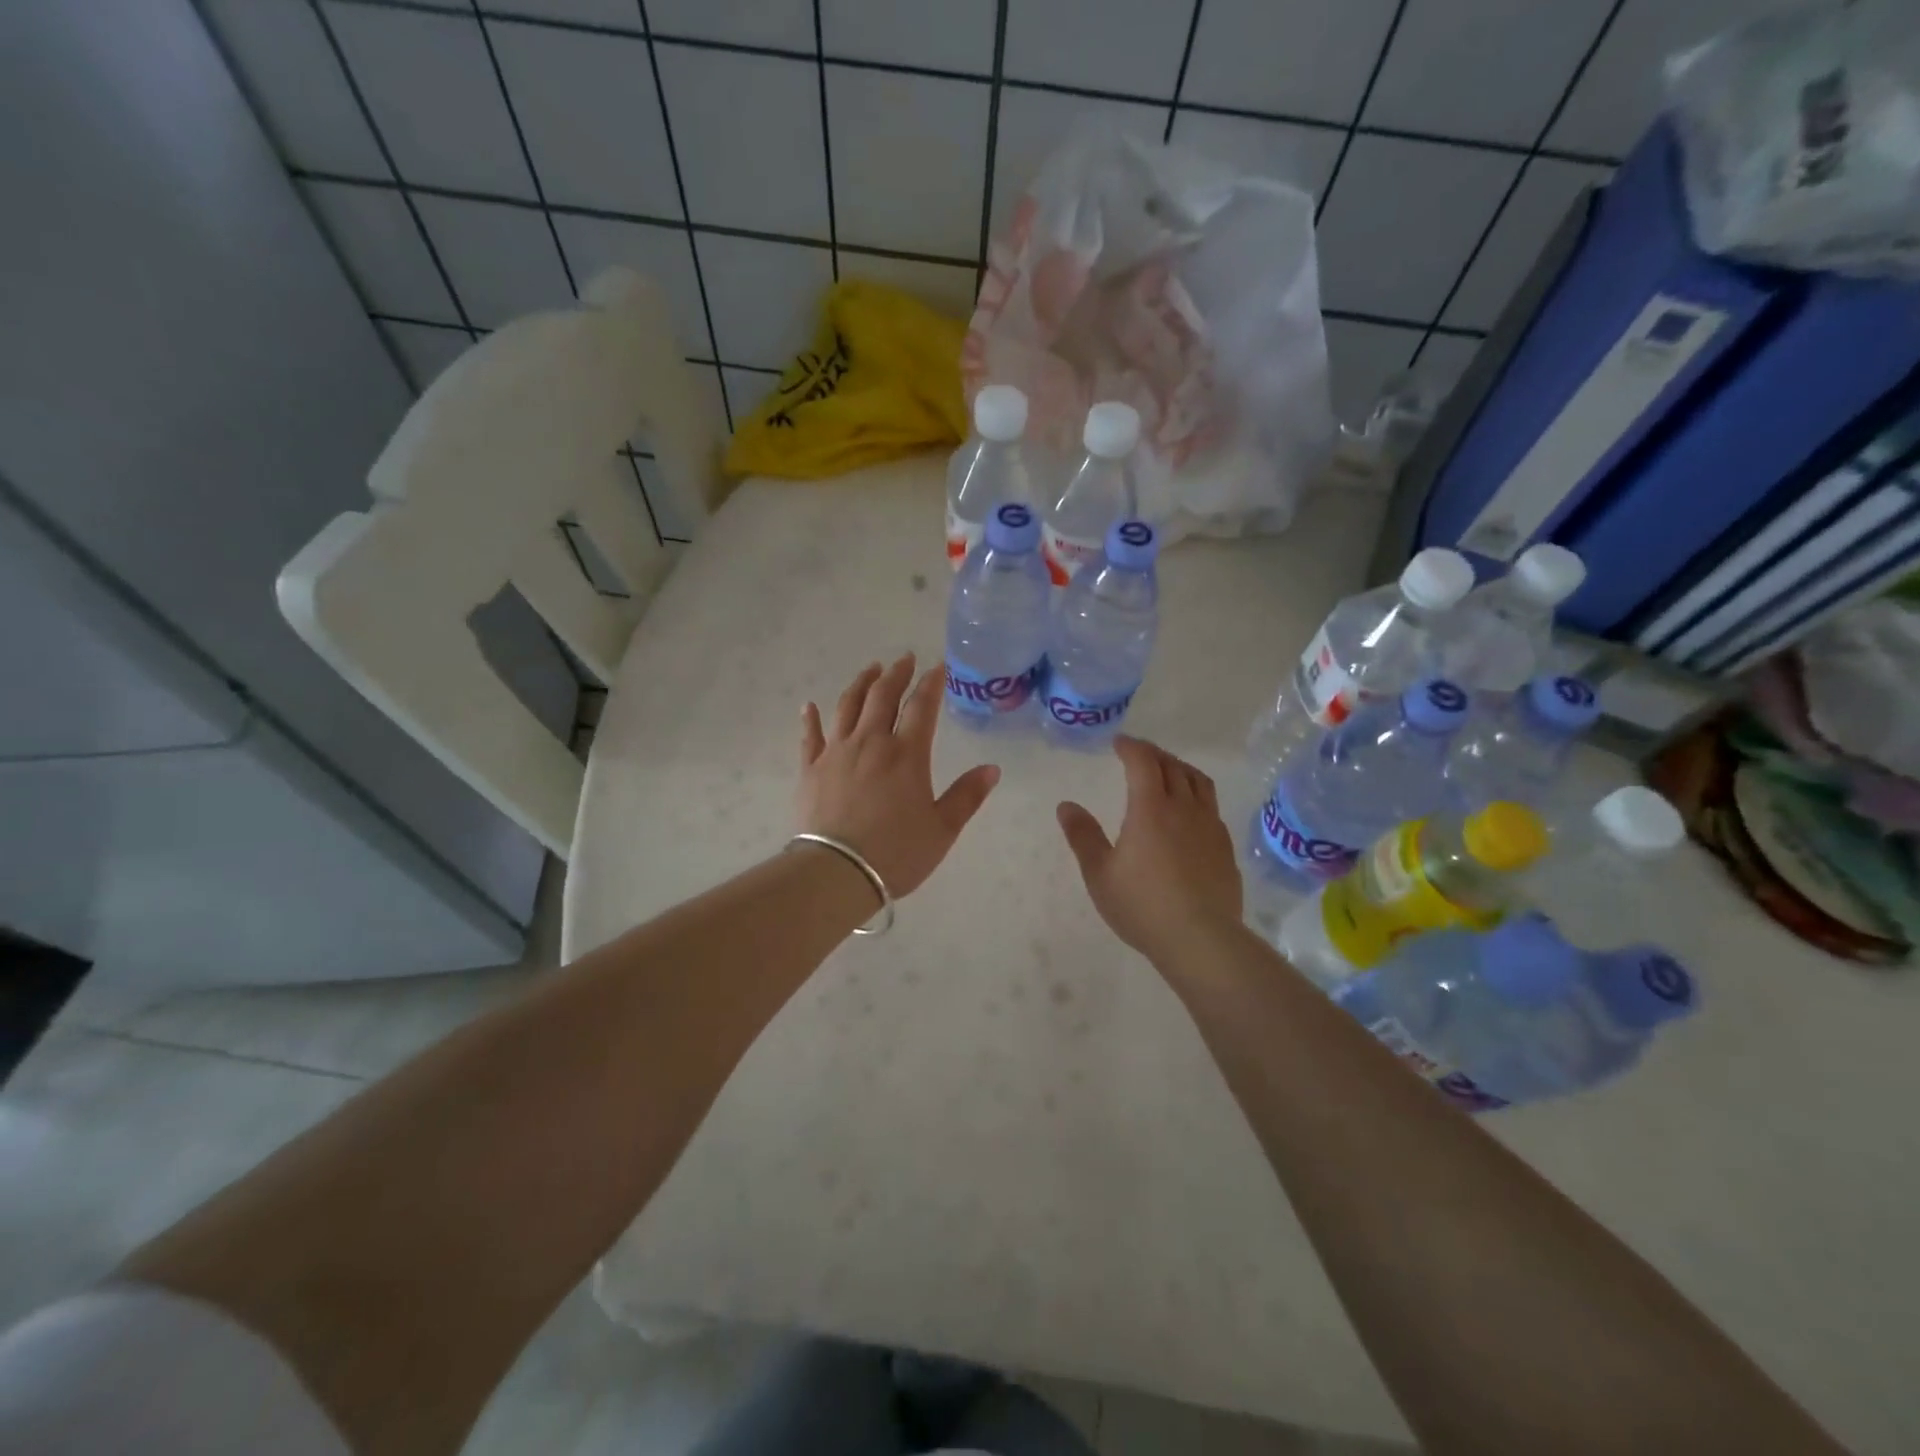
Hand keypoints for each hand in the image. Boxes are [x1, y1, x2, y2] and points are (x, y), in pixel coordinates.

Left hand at [798, 654, 999, 898]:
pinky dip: (811, 718)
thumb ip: (967, 796)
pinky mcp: (810, 769)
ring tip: (871, 669)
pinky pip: (811, 736)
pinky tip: (809, 706)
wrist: (837, 872)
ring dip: (861, 683)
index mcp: (906, 754)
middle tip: (904, 658)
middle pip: (882, 696)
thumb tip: (992, 769)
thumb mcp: (942, 828)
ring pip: (848, 706)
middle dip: (896, 674)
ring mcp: (836, 752)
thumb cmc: (897, 852)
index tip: (937, 667)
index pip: (921, 706)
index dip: (931, 683)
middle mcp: (870, 742)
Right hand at [1056, 735, 1242, 965]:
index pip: (1143, 762)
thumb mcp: (1100, 874)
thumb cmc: (1142, 905)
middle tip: (1138, 755)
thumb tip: (1066, 806)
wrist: (1201, 939)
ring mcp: (1210, 826)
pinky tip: (1189, 813)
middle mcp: (1184, 808)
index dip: (1131, 747)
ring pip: (1198, 782)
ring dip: (1179, 768)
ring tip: (1167, 772)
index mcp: (1150, 808)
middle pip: (1172, 766)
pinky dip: (1196, 795)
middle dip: (1153, 754)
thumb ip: (1083, 836)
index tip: (1119, 743)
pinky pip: (1211, 806)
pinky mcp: (1224, 846)